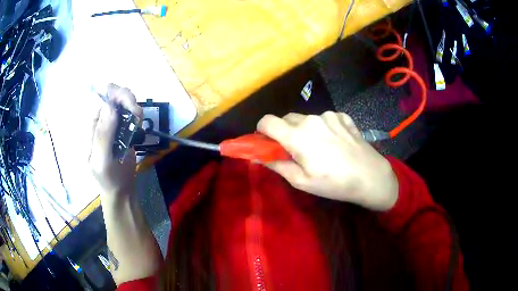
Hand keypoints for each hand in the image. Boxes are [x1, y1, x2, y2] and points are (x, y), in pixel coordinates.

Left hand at [89, 84, 142, 196]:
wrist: (120, 189)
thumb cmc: (107, 178)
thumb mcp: (102, 160)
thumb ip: (103, 135)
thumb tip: (110, 106)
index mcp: (91, 125)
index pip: (101, 98)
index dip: (115, 94)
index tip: (128, 105)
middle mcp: (101, 120)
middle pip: (114, 95)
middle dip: (127, 99)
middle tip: (136, 114)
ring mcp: (113, 123)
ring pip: (124, 101)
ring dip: (134, 106)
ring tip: (138, 122)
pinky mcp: (123, 127)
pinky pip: (131, 112)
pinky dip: (137, 114)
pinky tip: (138, 126)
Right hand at [257, 111, 397, 210]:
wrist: (370, 176)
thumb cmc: (334, 183)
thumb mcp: (302, 181)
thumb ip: (277, 165)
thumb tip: (259, 156)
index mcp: (297, 135)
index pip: (267, 121)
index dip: (262, 131)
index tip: (267, 142)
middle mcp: (311, 119)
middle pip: (286, 119)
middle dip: (284, 132)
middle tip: (295, 150)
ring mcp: (329, 115)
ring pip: (306, 118)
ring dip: (305, 130)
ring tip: (320, 148)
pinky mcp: (343, 116)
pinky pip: (325, 118)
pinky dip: (323, 127)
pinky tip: (335, 142)